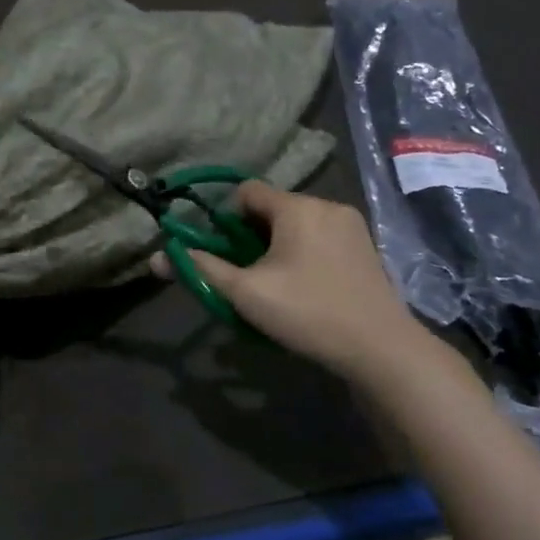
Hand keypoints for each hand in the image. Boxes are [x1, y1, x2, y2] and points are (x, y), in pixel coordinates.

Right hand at [167, 183, 435, 379]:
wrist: (380, 348)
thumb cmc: (307, 312)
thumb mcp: (244, 292)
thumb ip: (201, 269)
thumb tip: (158, 256)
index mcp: (297, 207)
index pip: (246, 191)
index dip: (225, 218)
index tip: (224, 253)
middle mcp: (326, 206)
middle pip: (272, 209)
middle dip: (250, 237)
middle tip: (246, 276)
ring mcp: (351, 226)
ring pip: (296, 225)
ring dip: (276, 248)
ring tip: (274, 286)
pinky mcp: (366, 248)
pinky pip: (319, 238)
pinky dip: (302, 255)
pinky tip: (305, 289)